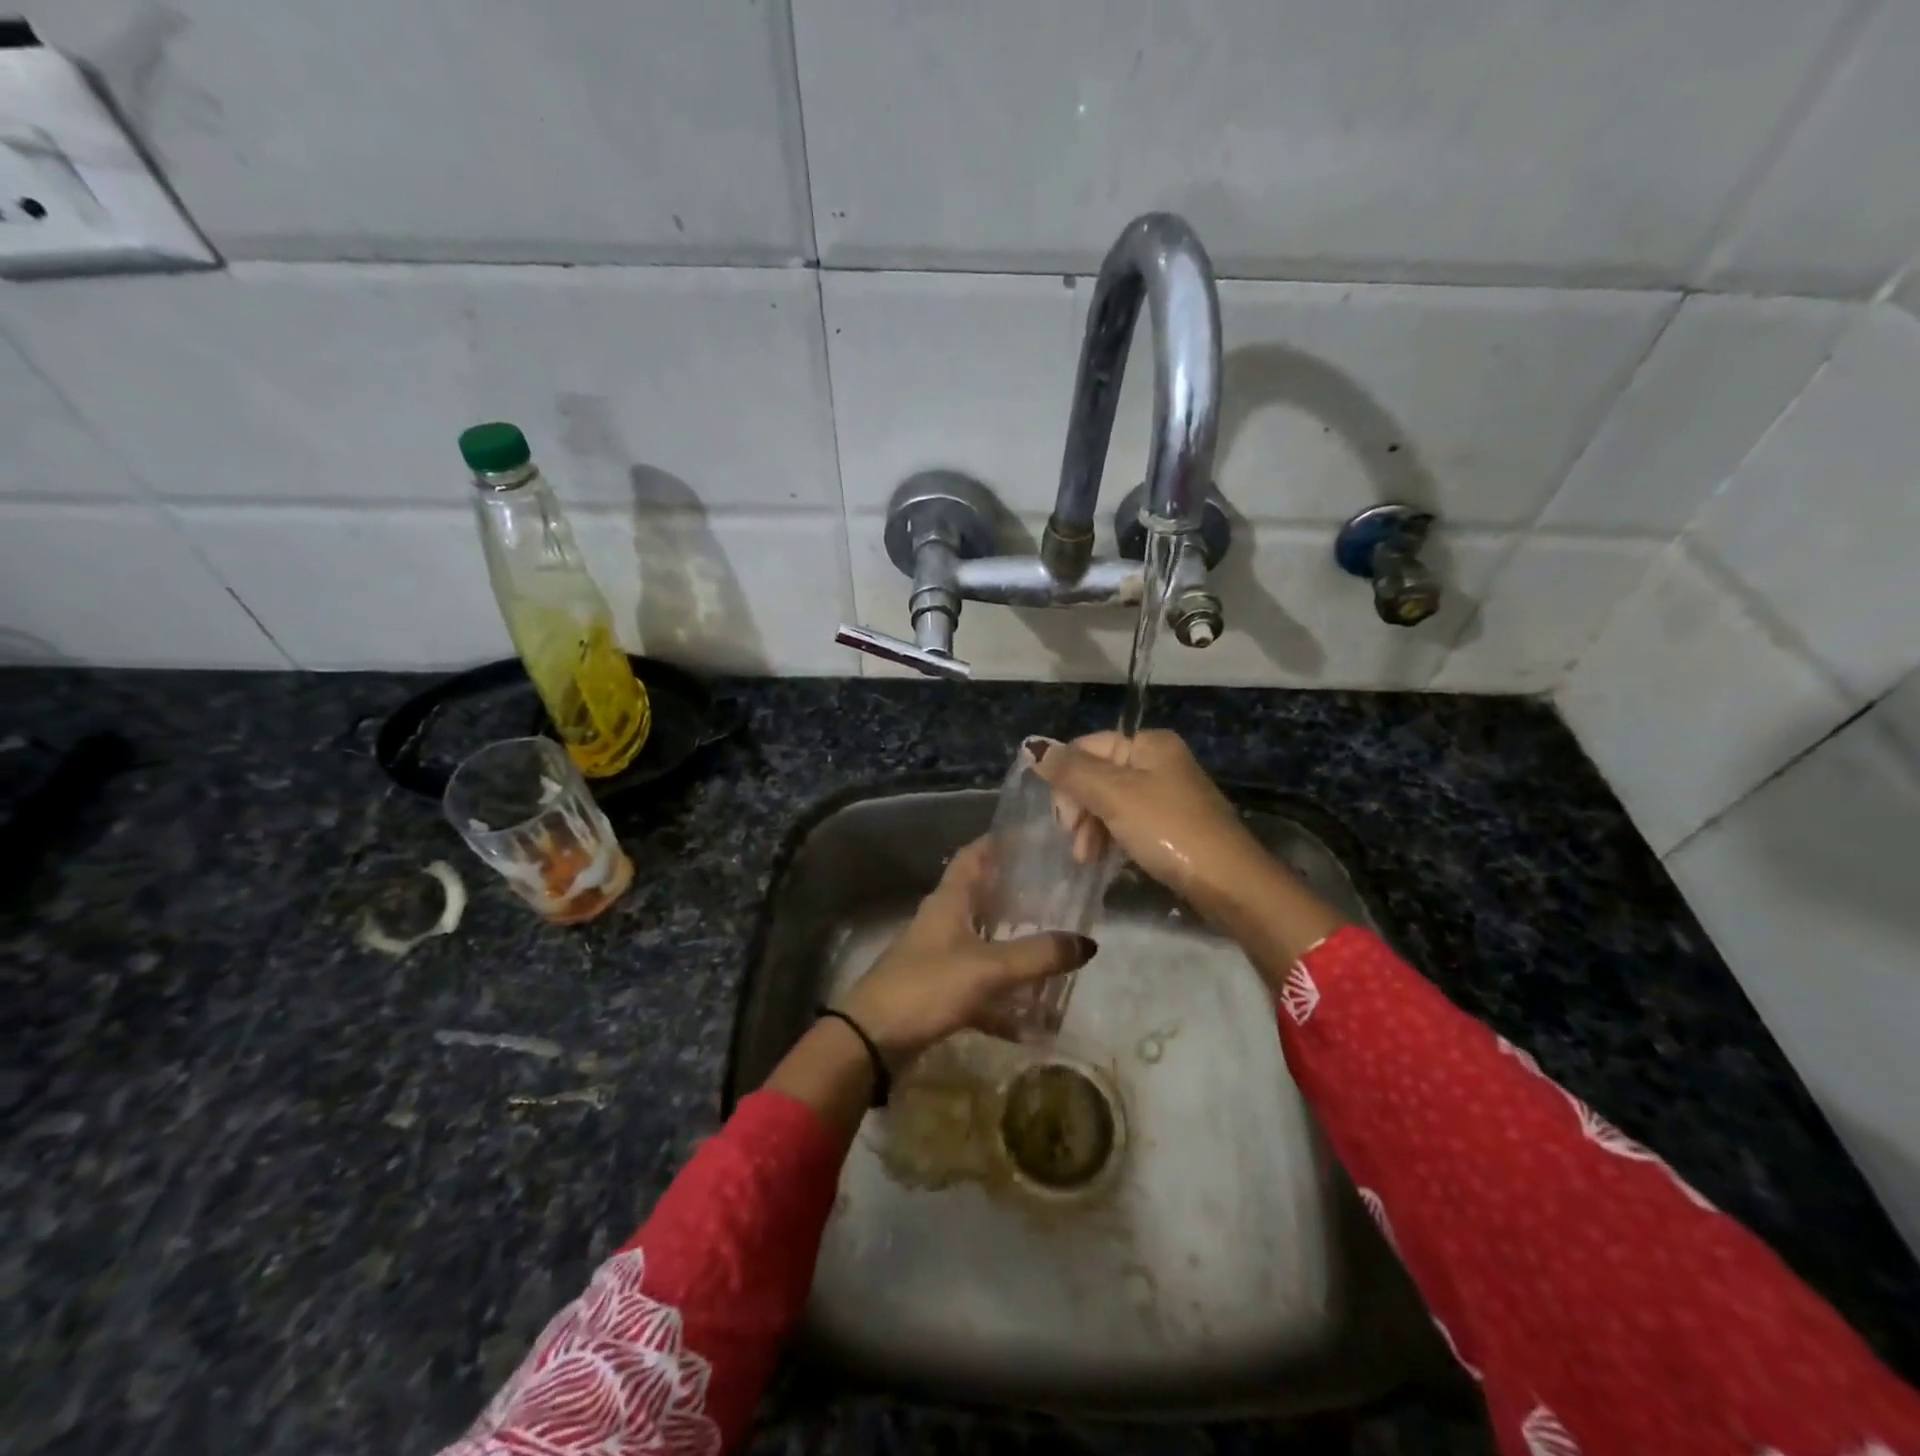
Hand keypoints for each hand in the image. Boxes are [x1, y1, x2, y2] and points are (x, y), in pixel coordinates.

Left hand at [837, 838, 1096, 1066]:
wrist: (872, 1039)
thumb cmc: (927, 987)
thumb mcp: (988, 968)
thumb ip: (1038, 955)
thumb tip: (1087, 942)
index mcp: (949, 901)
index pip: (975, 855)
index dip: (1001, 842)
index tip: (1036, 839)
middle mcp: (943, 921)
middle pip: (984, 898)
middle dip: (1019, 897)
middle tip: (1060, 898)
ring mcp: (939, 957)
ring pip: (985, 944)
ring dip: (1015, 951)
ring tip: (1056, 955)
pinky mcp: (938, 991)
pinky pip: (980, 989)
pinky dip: (1004, 1002)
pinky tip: (1033, 1024)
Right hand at [1028, 730, 1267, 906]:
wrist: (1228, 881)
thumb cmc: (1168, 829)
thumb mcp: (1114, 796)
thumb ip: (1071, 771)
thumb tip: (1033, 747)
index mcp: (1148, 743)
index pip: (1086, 747)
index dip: (1066, 779)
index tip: (1063, 819)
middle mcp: (1157, 761)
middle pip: (1096, 774)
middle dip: (1078, 808)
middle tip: (1074, 842)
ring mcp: (1165, 793)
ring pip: (1108, 801)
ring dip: (1090, 827)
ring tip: (1086, 858)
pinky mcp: (1170, 824)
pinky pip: (1127, 821)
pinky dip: (1110, 836)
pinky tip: (1102, 858)